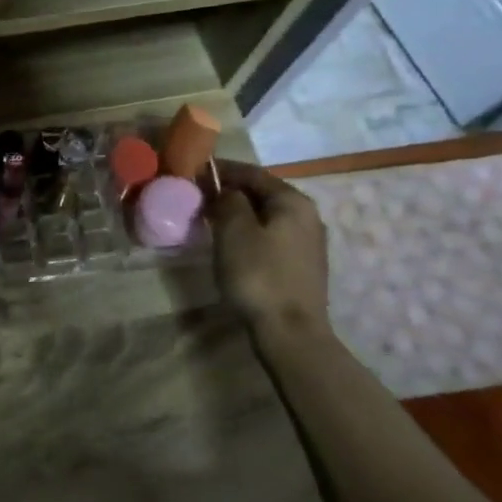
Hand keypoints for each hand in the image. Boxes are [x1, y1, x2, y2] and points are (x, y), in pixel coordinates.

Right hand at [211, 159, 330, 335]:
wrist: (290, 331)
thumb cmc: (258, 274)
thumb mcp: (234, 231)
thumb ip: (228, 201)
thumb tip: (225, 191)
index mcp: (293, 201)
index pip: (253, 173)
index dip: (222, 169)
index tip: (193, 171)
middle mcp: (307, 216)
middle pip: (262, 193)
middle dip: (230, 191)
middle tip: (198, 196)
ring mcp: (307, 242)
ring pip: (266, 216)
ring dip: (238, 213)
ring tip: (209, 218)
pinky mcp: (301, 265)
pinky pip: (270, 236)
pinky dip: (248, 232)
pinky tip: (231, 243)